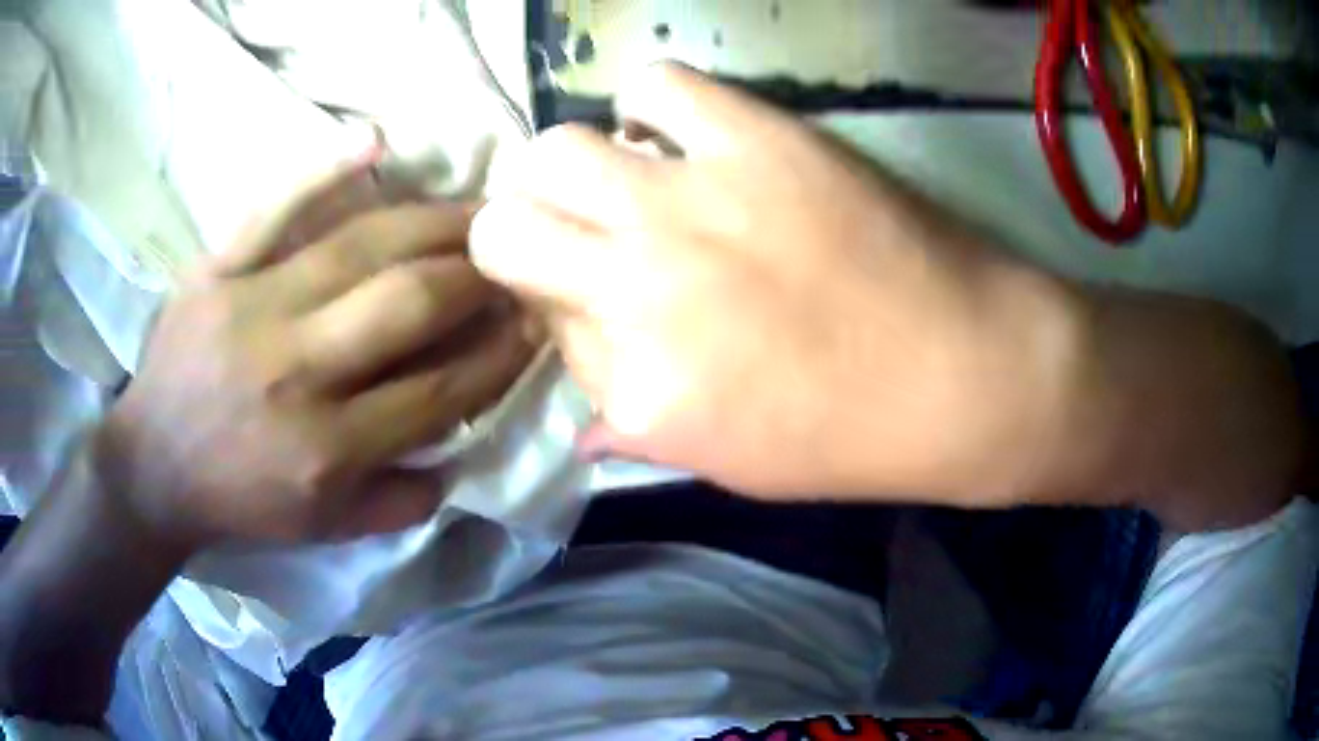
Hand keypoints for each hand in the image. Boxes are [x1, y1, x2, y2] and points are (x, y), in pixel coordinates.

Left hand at [100, 152, 536, 548]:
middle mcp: (298, 372)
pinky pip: (274, 208)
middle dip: (478, 275)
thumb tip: (459, 459)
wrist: (152, 466)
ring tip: (476, 211)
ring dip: (434, 222)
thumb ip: (400, 504)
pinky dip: (325, 171)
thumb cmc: (239, 501)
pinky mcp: (217, 270)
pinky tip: (377, 144)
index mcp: (328, 449)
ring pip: (361, 246)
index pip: (440, 389)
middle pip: (410, 302)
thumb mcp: (325, 530)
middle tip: (512, 257)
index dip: (498, 353)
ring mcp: (253, 307)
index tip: (533, 323)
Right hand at [470, 63, 1081, 501]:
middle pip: (504, 230)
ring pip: (554, 150)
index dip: (567, 316)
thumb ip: (637, 429)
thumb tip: (583, 404)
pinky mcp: (754, 139)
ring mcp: (691, 204)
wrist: (967, 372)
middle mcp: (637, 290)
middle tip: (569, 234)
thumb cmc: (855, 437)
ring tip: (619, 179)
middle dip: (520, 234)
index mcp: (635, 390)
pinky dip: (653, 104)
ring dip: (569, 168)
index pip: (544, 328)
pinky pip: (656, 86)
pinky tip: (680, 133)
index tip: (602, 310)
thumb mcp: (729, 465)